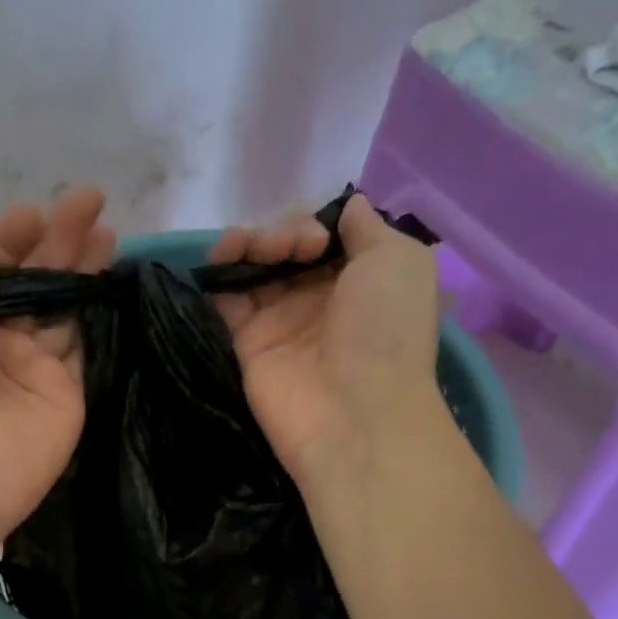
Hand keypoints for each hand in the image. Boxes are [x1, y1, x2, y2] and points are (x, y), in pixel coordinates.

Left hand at [0, 187, 114, 542]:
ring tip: (111, 233)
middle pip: (36, 284)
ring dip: (86, 273)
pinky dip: (101, 318)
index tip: (37, 211)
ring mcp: (37, 372)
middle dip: (61, 242)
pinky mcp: (70, 397)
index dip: (14, 238)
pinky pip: (88, 349)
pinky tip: (117, 284)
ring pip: (66, 311)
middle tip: (93, 201)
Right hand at [208, 194, 444, 485]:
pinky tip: (220, 259)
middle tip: (292, 250)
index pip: (328, 236)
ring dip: (250, 243)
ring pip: (256, 268)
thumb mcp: (398, 259)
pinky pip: (227, 299)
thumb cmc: (386, 330)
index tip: (319, 236)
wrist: (353, 412)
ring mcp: (282, 322)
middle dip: (284, 233)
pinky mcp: (248, 343)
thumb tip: (347, 206)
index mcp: (363, 280)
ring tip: (252, 249)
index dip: (317, 223)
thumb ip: (367, 226)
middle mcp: (321, 299)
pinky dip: (220, 273)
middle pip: (289, 248)